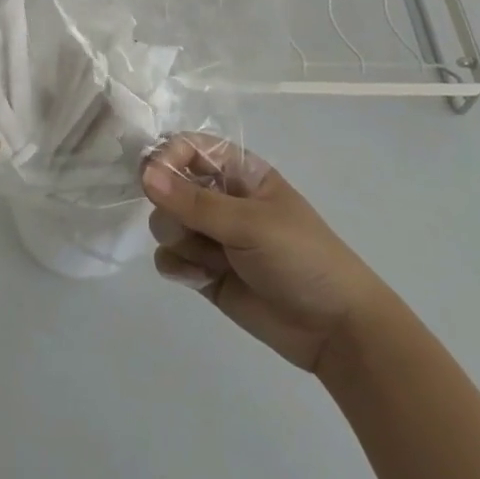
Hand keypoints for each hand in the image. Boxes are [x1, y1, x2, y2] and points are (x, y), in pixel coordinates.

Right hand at [142, 134, 386, 372]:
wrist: (335, 331)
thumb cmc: (302, 259)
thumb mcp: (250, 224)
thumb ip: (194, 201)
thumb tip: (144, 173)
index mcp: (239, 173)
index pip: (189, 147)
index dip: (167, 157)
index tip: (152, 177)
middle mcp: (221, 199)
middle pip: (168, 186)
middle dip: (170, 208)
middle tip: (191, 229)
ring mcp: (211, 237)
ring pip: (165, 223)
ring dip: (178, 240)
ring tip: (209, 260)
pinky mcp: (204, 271)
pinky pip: (169, 258)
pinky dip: (178, 267)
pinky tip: (201, 279)